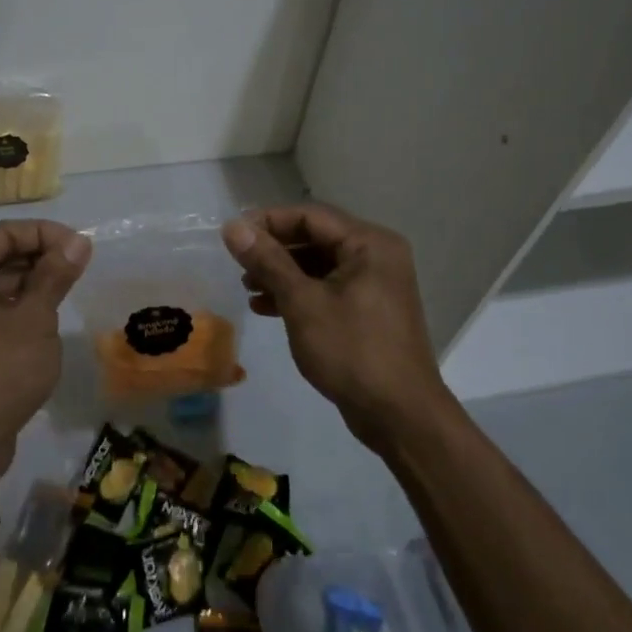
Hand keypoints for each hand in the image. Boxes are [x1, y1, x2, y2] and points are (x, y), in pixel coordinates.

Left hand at [0, 220, 91, 496]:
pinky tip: (49, 318)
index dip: (45, 234)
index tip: (82, 248)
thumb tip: (78, 241)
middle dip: (40, 258)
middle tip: (81, 269)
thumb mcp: (34, 318)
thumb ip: (55, 274)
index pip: (2, 234)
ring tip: (70, 291)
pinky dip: (19, 308)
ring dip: (33, 284)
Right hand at [222, 203, 457, 451]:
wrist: (399, 415)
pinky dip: (298, 295)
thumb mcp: (303, 303)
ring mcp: (374, 285)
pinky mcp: (368, 312)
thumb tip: (233, 227)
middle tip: (237, 263)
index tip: (232, 236)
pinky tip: (266, 308)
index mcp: (369, 244)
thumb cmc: (352, 351)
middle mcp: (376, 256)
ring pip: (319, 266)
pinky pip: (327, 290)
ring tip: (247, 287)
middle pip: (315, 239)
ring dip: (282, 274)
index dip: (268, 221)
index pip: (310, 216)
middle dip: (274, 250)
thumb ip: (268, 261)